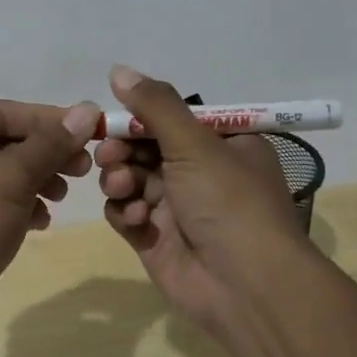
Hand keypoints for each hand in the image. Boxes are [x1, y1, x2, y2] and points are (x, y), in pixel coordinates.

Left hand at [0, 98, 101, 347]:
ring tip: (62, 197)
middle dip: (45, 153)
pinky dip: (20, 207)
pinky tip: (42, 222)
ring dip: (37, 180)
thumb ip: (49, 144)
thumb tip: (87, 110)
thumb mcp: (11, 178)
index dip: (48, 119)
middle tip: (84, 169)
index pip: (2, 112)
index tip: (89, 132)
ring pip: (1, 175)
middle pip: (2, 142)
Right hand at [94, 66, 308, 337]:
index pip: (172, 119)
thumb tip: (119, 70)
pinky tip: (136, 219)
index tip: (116, 117)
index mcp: (222, 145)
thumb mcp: (195, 144)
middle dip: (123, 149)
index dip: (141, 118)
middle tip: (110, 153)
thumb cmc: (228, 202)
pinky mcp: (156, 238)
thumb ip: (155, 106)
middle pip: (145, 148)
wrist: (245, 286)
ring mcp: (176, 208)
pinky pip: (126, 213)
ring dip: (120, 178)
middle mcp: (201, 173)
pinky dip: (125, 212)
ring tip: (122, 186)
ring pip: (130, 179)